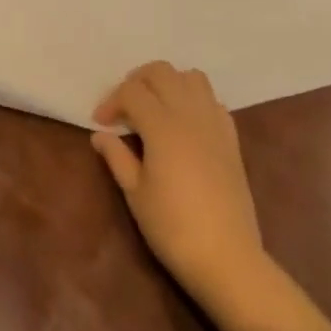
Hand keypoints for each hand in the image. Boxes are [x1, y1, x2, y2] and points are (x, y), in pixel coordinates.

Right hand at [92, 63, 270, 312]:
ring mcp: (214, 124)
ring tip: (154, 107)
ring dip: (168, 83)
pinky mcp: (231, 139)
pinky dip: (194, 99)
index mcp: (162, 126)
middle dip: (137, 81)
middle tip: (124, 108)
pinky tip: (184, 123)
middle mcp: (189, 114)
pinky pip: (212, 100)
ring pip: (191, 77)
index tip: (100, 123)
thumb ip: (117, 157)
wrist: (228, 259)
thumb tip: (99, 134)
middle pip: (161, 72)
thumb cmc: (173, 228)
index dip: (111, 101)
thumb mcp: (135, 194)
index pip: (131, 91)